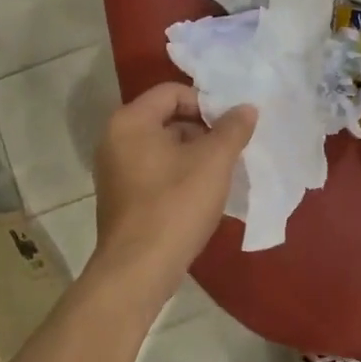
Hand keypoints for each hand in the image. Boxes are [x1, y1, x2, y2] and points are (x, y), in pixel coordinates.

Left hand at [90, 84, 256, 299]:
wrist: (138, 270)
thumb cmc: (175, 205)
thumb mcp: (214, 162)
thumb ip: (233, 128)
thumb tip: (246, 108)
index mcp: (130, 121)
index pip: (173, 92)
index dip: (206, 103)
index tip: (230, 127)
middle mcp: (114, 139)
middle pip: (167, 118)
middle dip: (202, 131)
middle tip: (230, 150)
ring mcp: (114, 170)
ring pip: (162, 147)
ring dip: (193, 154)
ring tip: (220, 174)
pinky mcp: (120, 196)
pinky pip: (154, 170)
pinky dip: (178, 174)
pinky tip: (200, 195)